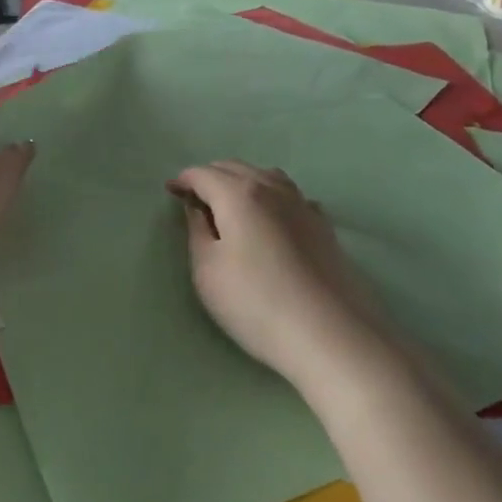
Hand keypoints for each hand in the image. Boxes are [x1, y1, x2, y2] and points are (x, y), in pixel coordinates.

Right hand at [171, 162, 381, 387]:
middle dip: (210, 177)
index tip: (170, 192)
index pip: (203, 174)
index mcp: (239, 194)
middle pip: (235, 168)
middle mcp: (272, 188)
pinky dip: (271, 197)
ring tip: (231, 205)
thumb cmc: (256, 303)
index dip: (183, 180)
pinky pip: (290, 196)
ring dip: (242, 182)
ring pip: (266, 176)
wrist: (330, 334)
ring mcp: (302, 203)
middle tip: (195, 199)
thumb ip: (197, 232)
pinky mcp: (323, 225)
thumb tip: (197, 208)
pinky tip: (272, 218)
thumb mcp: (208, 272)